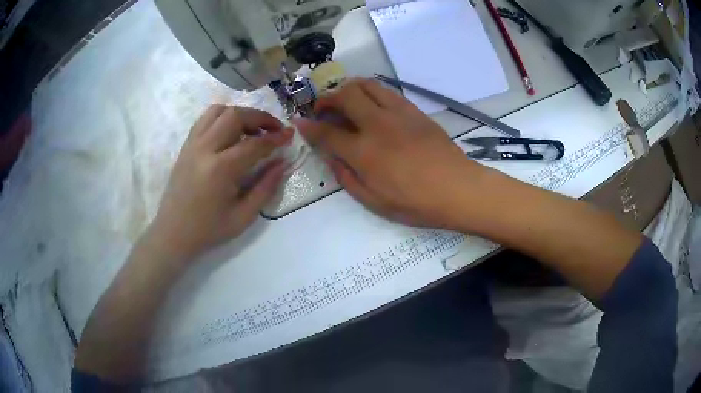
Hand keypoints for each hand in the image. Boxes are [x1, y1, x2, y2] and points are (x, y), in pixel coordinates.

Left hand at [150, 105, 292, 262]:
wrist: (173, 232)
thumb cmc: (209, 229)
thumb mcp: (243, 216)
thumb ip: (266, 187)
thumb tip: (283, 164)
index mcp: (221, 169)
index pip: (255, 143)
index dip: (276, 137)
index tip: (290, 135)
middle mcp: (205, 149)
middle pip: (235, 116)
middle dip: (260, 117)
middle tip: (274, 128)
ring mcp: (192, 144)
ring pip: (218, 111)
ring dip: (240, 113)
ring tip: (251, 128)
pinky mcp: (186, 146)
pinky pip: (204, 119)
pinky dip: (222, 117)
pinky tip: (230, 131)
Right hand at [293, 78, 487, 228]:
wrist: (457, 188)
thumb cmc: (415, 202)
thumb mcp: (374, 202)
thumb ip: (347, 178)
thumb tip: (332, 159)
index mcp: (364, 152)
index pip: (327, 133)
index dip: (309, 126)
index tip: (299, 121)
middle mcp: (377, 125)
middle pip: (344, 96)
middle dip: (326, 98)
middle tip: (323, 107)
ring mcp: (397, 113)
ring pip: (366, 85)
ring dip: (349, 87)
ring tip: (344, 97)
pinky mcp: (414, 110)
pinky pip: (386, 91)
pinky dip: (371, 91)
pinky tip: (370, 103)